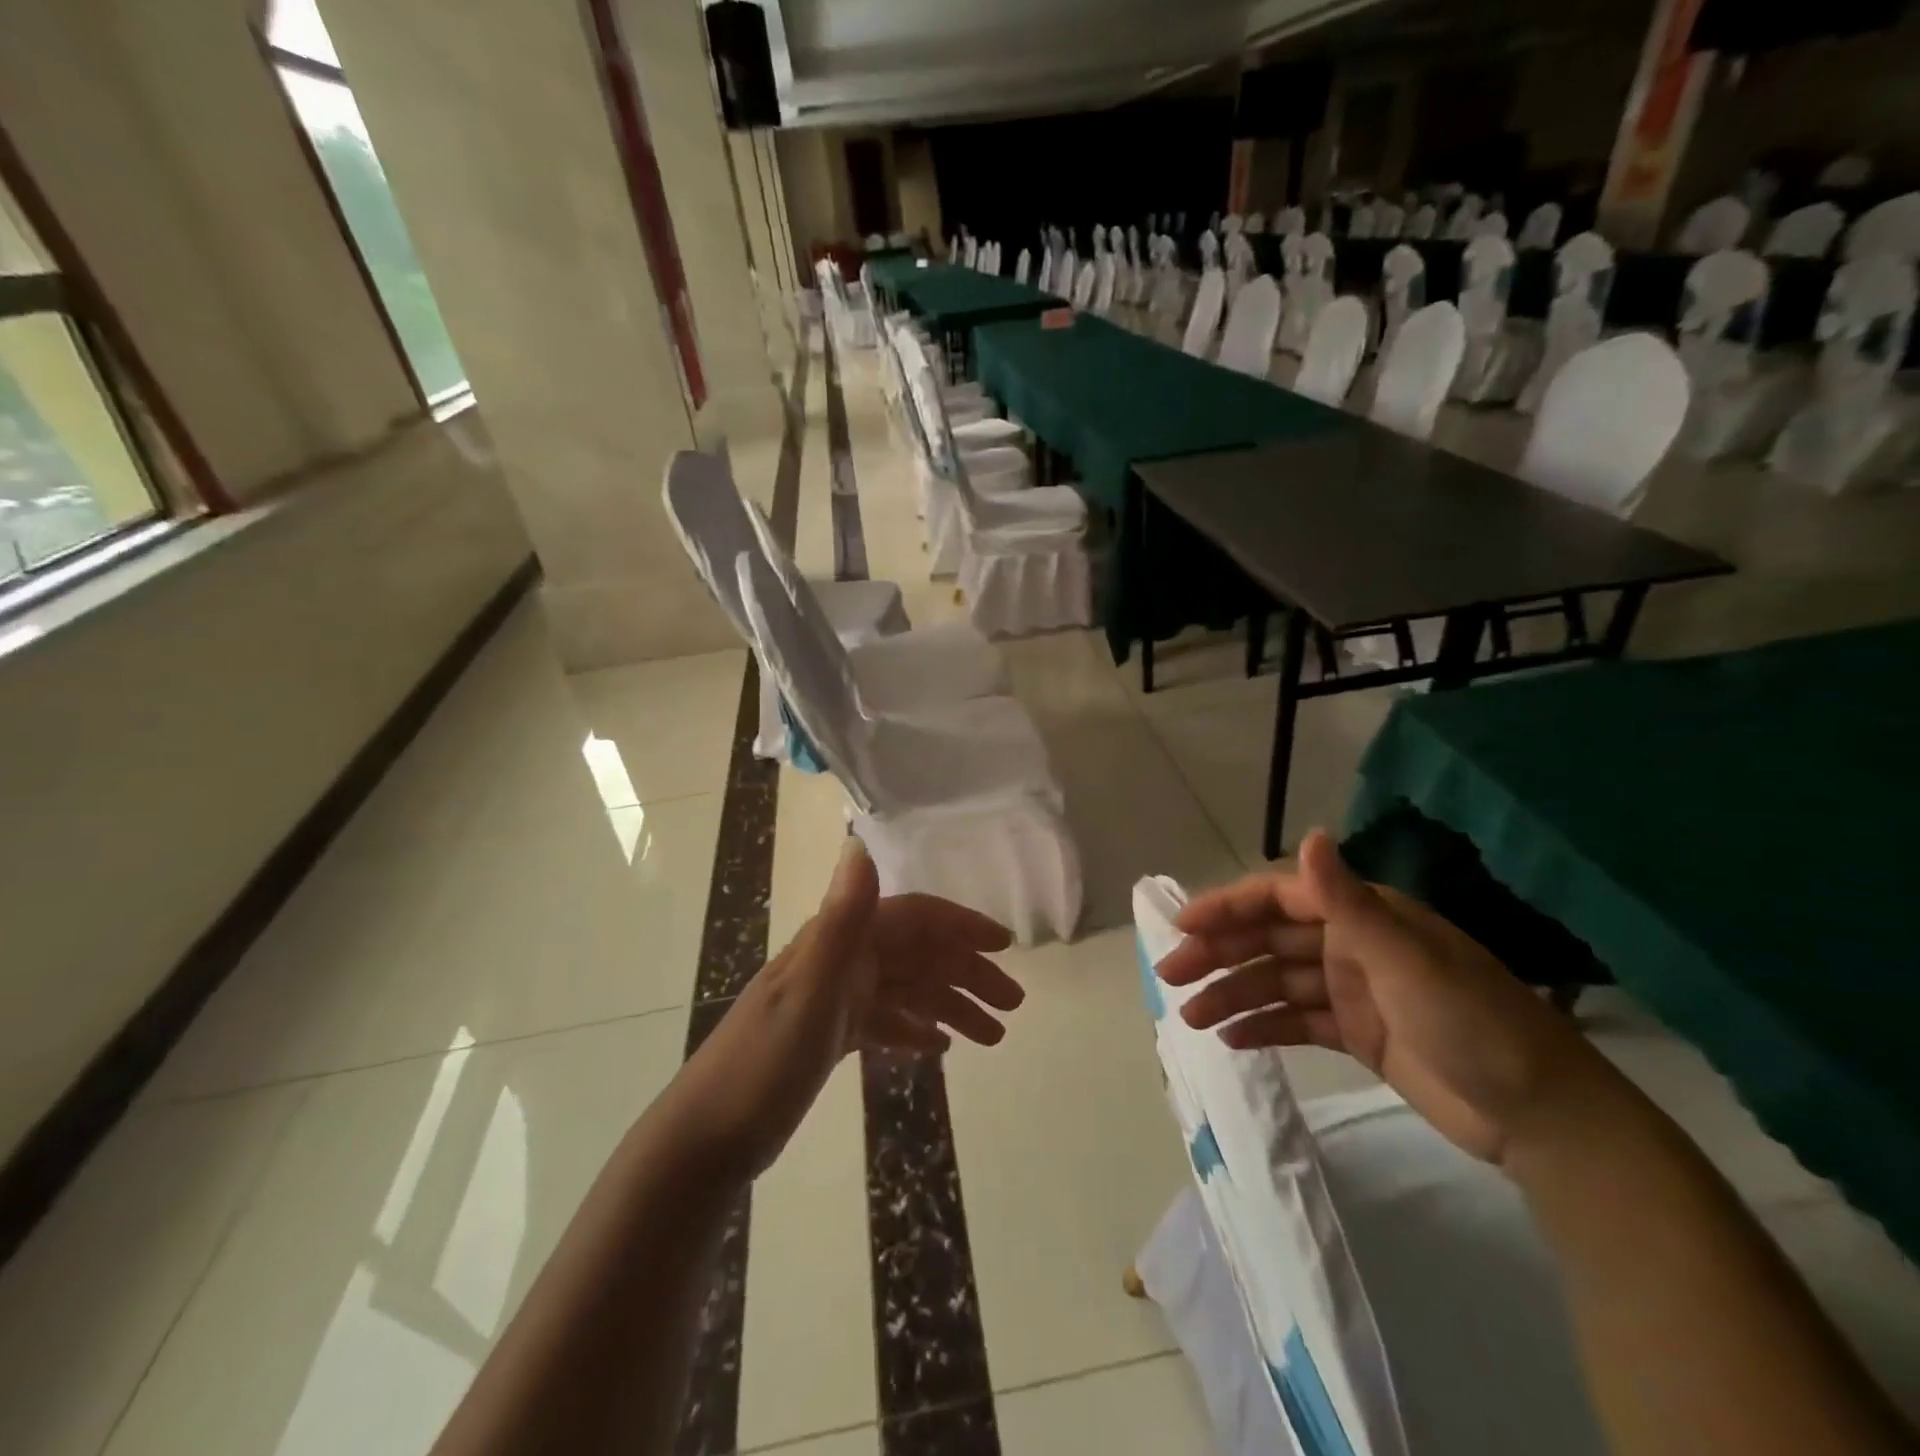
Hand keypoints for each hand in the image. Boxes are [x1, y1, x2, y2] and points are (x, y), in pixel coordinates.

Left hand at [677, 839, 1019, 1178]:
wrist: (705, 1139)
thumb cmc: (763, 1063)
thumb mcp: (809, 990)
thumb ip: (842, 918)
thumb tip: (859, 842)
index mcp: (839, 942)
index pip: (913, 918)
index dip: (960, 926)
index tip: (1005, 947)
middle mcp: (840, 961)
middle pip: (916, 955)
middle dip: (966, 974)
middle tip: (1012, 1007)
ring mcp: (833, 999)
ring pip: (905, 991)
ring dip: (949, 1006)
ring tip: (992, 1037)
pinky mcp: (827, 1036)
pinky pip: (883, 1021)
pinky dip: (913, 1029)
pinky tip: (939, 1048)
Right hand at [1156, 830, 1608, 1164]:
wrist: (1543, 1119)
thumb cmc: (1473, 1024)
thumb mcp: (1405, 960)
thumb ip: (1347, 901)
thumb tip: (1309, 833)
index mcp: (1363, 916)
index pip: (1279, 899)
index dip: (1227, 907)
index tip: (1182, 925)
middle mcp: (1352, 944)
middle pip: (1268, 941)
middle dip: (1218, 954)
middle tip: (1169, 975)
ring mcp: (1353, 990)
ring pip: (1276, 982)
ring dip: (1232, 994)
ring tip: (1189, 1017)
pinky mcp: (1358, 1033)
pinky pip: (1297, 1022)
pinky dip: (1263, 1026)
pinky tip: (1230, 1038)